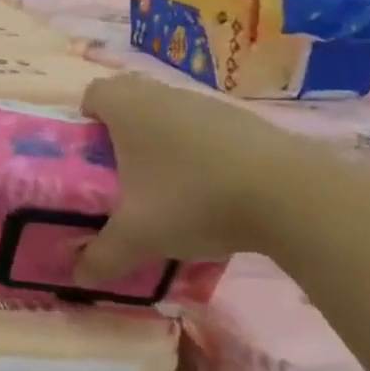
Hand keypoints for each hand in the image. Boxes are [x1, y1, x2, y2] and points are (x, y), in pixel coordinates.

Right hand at [72, 73, 323, 285]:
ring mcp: (207, 103)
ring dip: (164, 140)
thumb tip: (79, 276)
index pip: (93, 94)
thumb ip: (102, 256)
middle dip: (123, 131)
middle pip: (131, 99)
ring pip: (170, 113)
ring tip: (170, 186)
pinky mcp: (244, 121)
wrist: (290, 195)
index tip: (92, 154)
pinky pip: (206, 128)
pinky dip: (202, 150)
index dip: (87, 120)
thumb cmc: (193, 200)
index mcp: (127, 108)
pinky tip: (213, 189)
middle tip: (124, 172)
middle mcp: (163, 95)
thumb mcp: (138, 236)